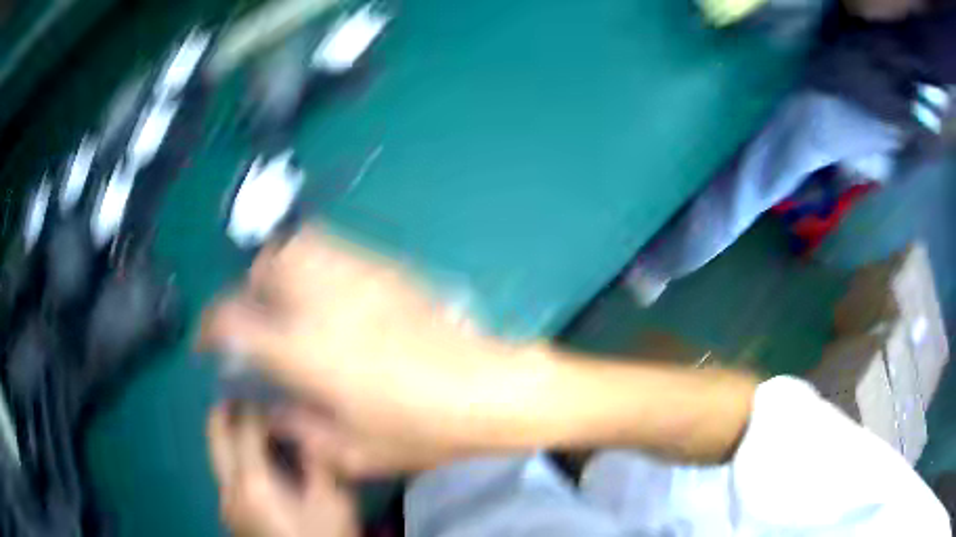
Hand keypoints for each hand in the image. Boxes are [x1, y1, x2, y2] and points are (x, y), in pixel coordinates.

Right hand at [200, 228, 531, 476]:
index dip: (209, 328)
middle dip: (250, 289)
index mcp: (306, 351)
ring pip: (298, 244)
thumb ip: (300, 431)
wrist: (489, 389)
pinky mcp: (388, 269)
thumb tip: (271, 410)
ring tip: (292, 300)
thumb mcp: (355, 452)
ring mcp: (358, 277)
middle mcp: (324, 301)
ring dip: (281, 268)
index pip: (234, 320)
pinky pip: (336, 248)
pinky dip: (317, 262)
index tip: (209, 342)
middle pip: (265, 266)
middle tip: (260, 320)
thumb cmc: (423, 430)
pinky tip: (333, 294)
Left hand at [208, 406, 357, 536]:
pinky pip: (227, 480)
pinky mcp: (231, 518)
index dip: (253, 409)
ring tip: (244, 427)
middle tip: (233, 398)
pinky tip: (253, 466)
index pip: (245, 432)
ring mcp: (227, 506)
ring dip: (228, 440)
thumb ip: (319, 464)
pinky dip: (235, 463)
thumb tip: (308, 434)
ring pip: (219, 461)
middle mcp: (230, 491)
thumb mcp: (334, 502)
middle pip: (216, 441)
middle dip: (222, 416)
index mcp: (255, 483)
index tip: (264, 395)